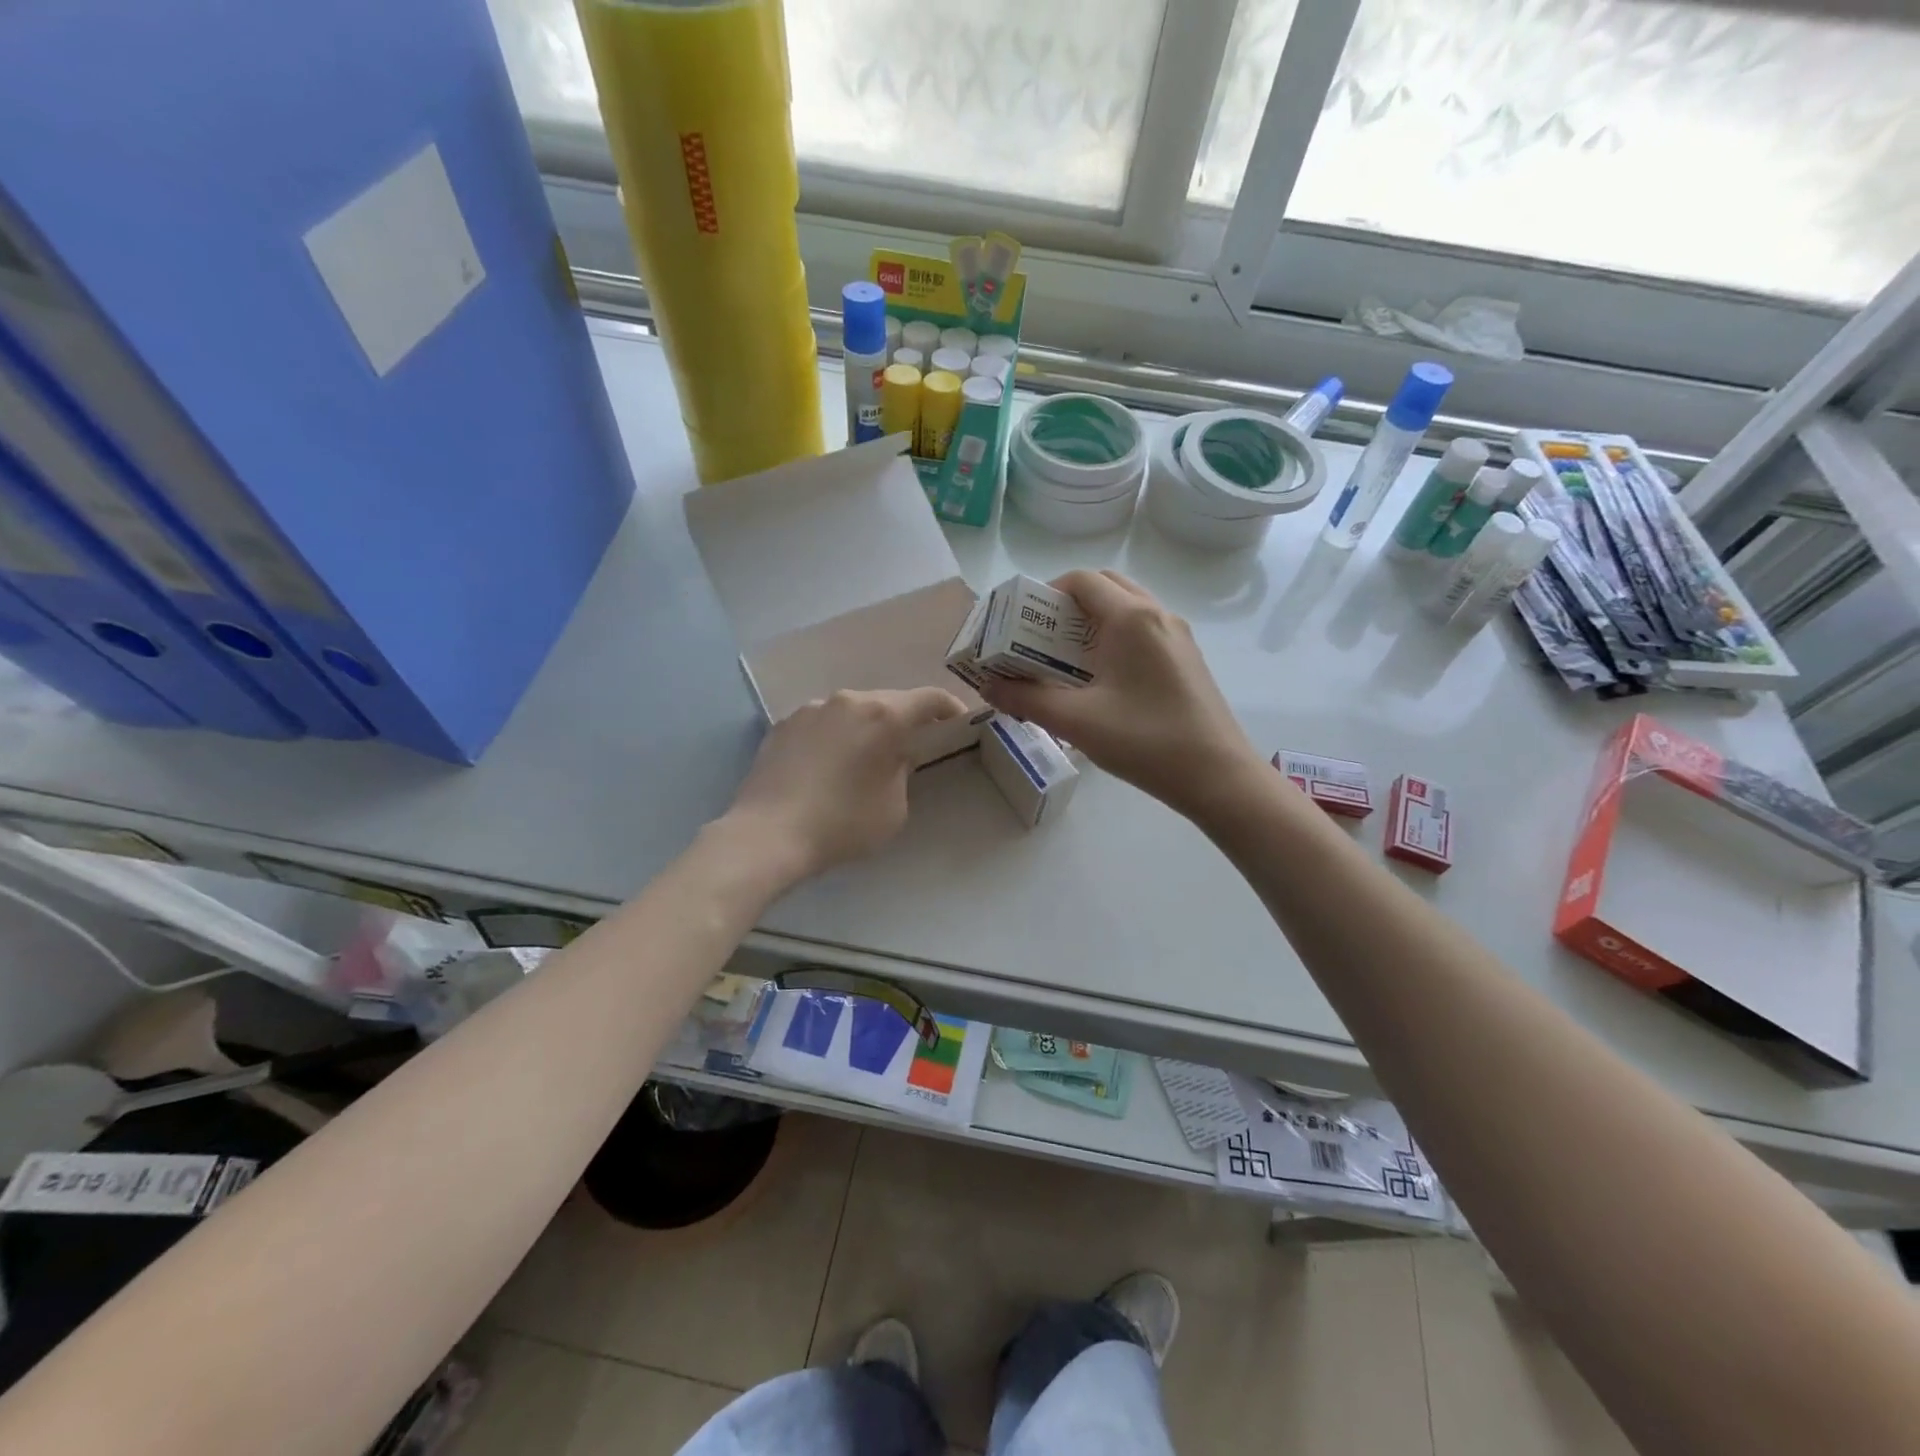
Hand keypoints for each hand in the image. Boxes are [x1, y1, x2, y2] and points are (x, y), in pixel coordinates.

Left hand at [724, 686, 968, 882]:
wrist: (767, 834)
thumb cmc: (842, 824)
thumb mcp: (894, 808)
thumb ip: (902, 772)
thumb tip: (892, 757)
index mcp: (883, 716)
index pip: (928, 698)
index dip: (950, 707)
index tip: (958, 722)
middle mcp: (848, 701)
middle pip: (887, 702)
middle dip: (903, 721)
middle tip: (910, 748)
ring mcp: (810, 709)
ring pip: (851, 711)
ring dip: (864, 728)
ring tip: (862, 760)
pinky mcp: (783, 724)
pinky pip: (822, 724)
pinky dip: (834, 737)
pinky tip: (825, 767)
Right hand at [979, 570, 1261, 819]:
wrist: (1218, 776)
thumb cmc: (1145, 741)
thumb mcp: (1077, 721)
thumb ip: (1027, 699)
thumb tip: (990, 687)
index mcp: (1131, 618)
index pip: (1082, 580)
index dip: (1046, 592)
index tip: (1023, 623)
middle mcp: (1157, 615)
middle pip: (1106, 587)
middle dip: (1068, 604)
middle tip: (1042, 638)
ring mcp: (1177, 636)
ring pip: (1127, 609)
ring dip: (1093, 622)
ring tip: (1066, 660)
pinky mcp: (1186, 659)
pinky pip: (1144, 631)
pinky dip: (1115, 638)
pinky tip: (1101, 679)